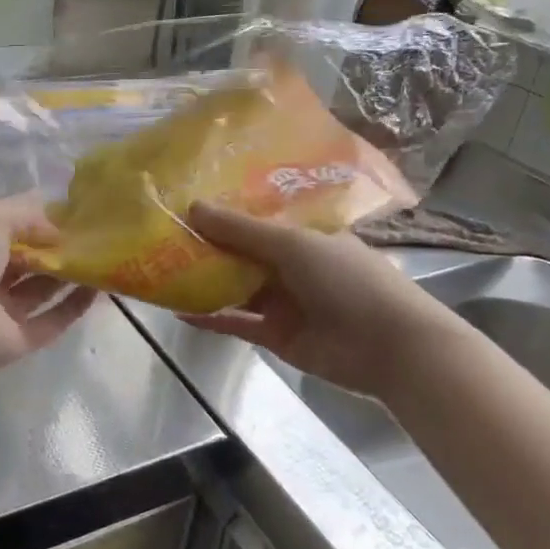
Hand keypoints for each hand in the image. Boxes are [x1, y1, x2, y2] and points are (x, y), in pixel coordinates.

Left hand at [0, 196, 99, 370]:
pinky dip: (73, 306)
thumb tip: (55, 226)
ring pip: (37, 291)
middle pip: (21, 262)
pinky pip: (50, 321)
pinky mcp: (16, 342)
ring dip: (66, 275)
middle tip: (87, 235)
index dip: (30, 221)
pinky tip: (97, 288)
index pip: (0, 230)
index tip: (66, 213)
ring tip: (98, 257)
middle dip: (51, 248)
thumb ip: (24, 213)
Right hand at [179, 201, 448, 399]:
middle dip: (206, 246)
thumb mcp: (292, 245)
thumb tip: (192, 207)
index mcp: (303, 234)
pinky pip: (237, 323)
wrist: (389, 346)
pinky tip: (178, 311)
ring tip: (160, 270)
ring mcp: (283, 301)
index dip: (224, 211)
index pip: (257, 218)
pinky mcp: (276, 335)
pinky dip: (211, 318)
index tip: (184, 202)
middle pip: (241, 253)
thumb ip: (241, 230)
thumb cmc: (346, 279)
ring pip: (235, 288)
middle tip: (160, 236)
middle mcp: (291, 265)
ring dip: (204, 282)